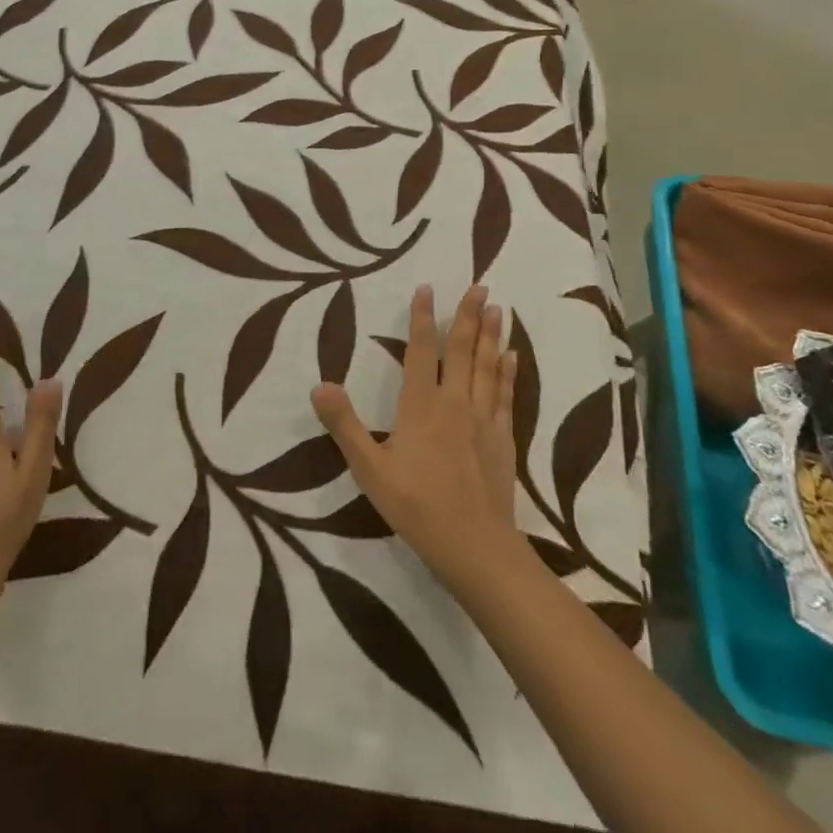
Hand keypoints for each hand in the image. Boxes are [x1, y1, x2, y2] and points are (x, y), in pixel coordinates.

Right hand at [311, 284, 518, 591]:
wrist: (475, 547)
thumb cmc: (416, 506)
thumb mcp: (369, 469)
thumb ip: (345, 425)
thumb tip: (320, 385)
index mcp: (421, 406)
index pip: (422, 351)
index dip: (423, 318)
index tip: (427, 289)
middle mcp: (454, 403)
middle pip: (462, 350)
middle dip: (468, 315)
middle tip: (480, 285)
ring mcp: (482, 420)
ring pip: (487, 367)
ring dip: (491, 335)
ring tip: (498, 307)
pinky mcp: (502, 439)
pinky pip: (504, 396)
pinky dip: (508, 372)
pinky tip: (512, 356)